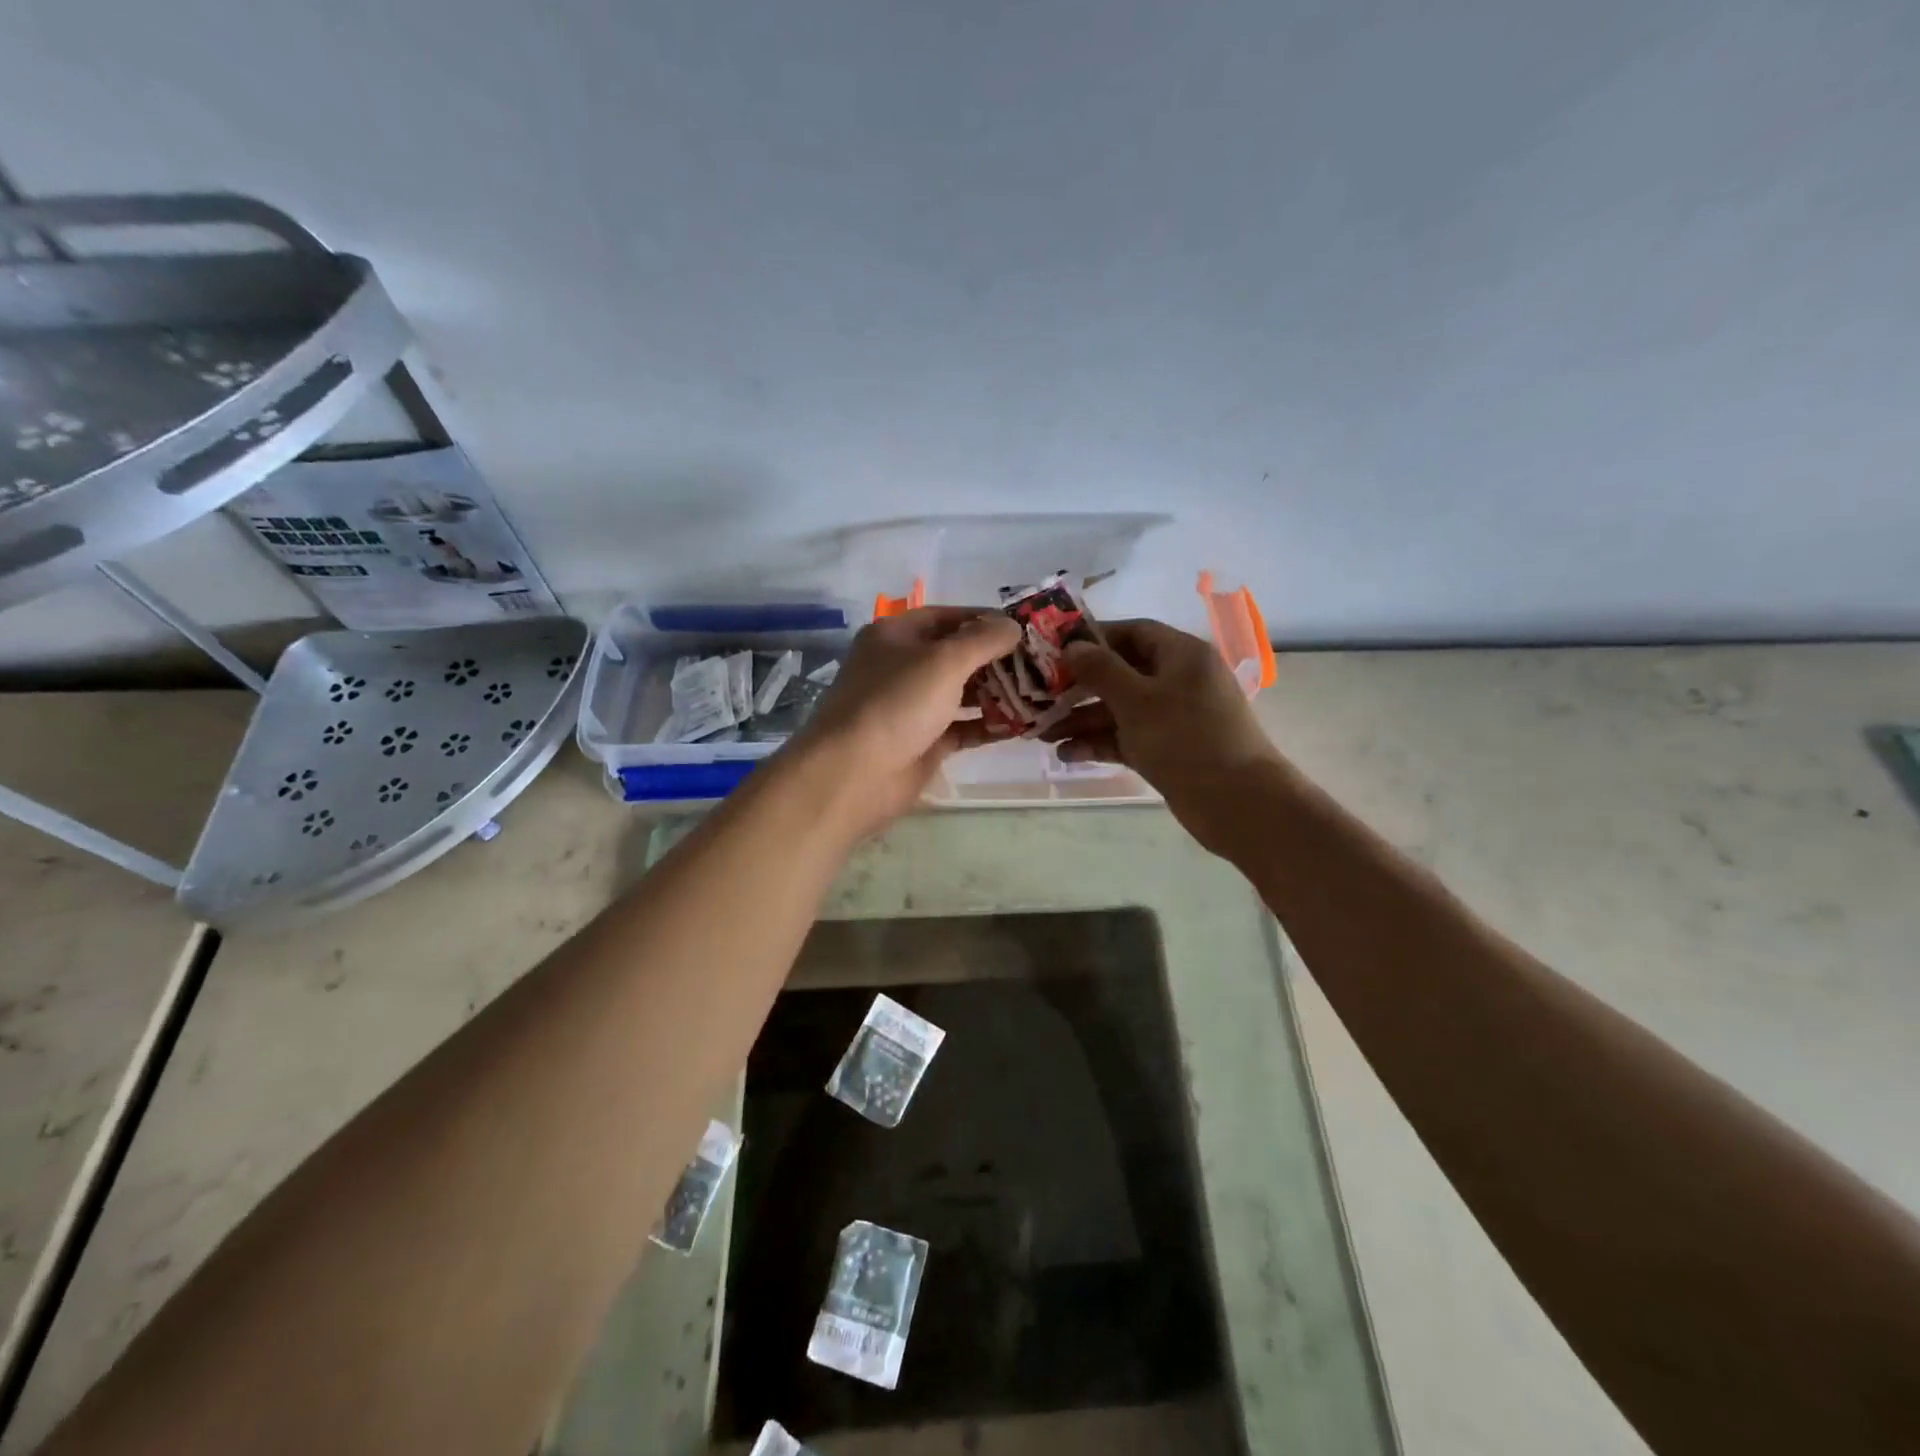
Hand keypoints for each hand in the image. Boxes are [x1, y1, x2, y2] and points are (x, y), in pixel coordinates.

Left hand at [785, 606, 1021, 836]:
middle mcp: (902, 667)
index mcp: (896, 636)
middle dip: (996, 658)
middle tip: (1040, 662)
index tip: (1025, 627)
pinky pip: (961, 728)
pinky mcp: (922, 742)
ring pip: (961, 693)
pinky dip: (987, 725)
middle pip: (956, 655)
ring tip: (1039, 691)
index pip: (947, 616)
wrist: (855, 773)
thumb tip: (1013, 626)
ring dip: (997, 693)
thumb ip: (983, 640)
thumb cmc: (897, 703)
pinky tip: (1021, 725)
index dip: (985, 618)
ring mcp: (911, 707)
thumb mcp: (944, 660)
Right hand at [1045, 619, 1282, 854]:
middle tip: (1039, 696)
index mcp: (1181, 655)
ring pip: (1120, 710)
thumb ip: (1101, 670)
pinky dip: (1099, 743)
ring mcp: (1173, 718)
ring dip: (1082, 720)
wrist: (1236, 803)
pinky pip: (1127, 738)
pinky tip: (1066, 754)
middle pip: (1121, 673)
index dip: (1094, 638)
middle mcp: (1178, 681)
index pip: (1133, 632)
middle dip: (1079, 687)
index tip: (1055, 649)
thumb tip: (1072, 646)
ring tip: (1041, 733)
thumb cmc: (1186, 738)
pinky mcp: (1167, 750)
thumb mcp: (1137, 699)